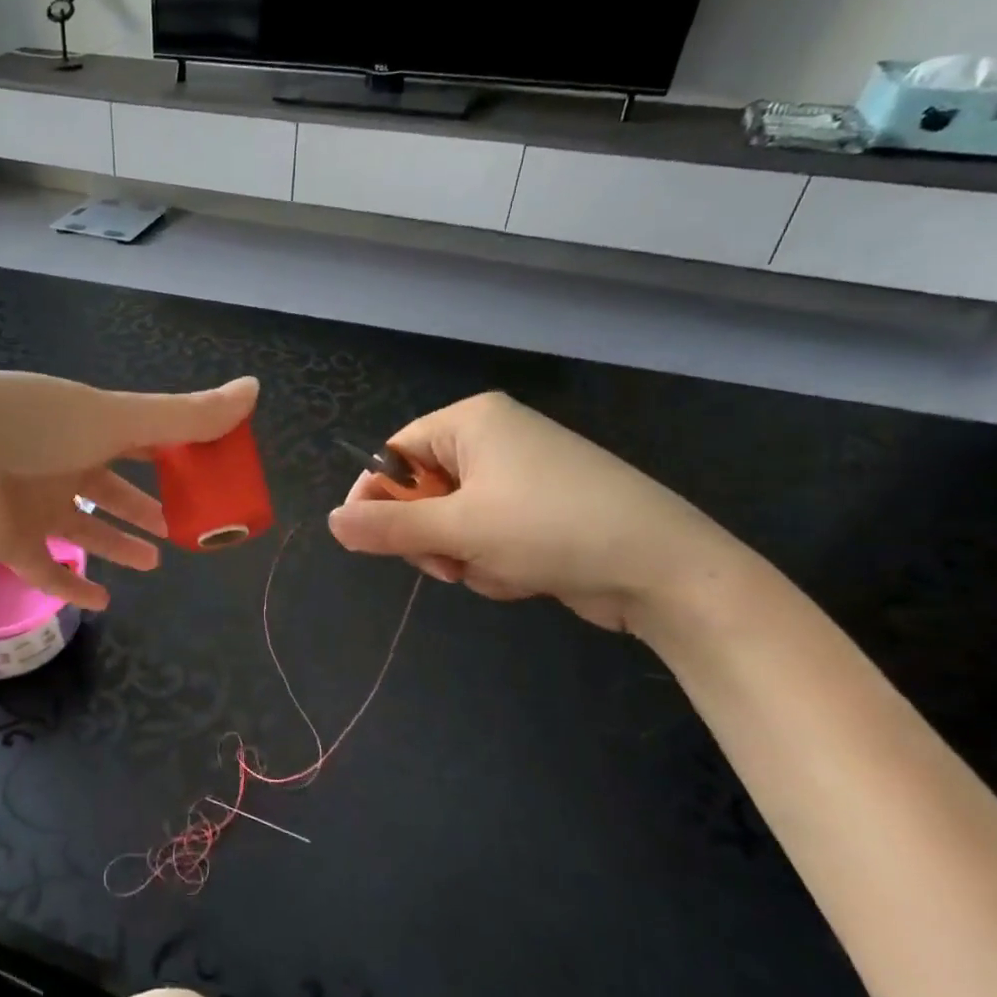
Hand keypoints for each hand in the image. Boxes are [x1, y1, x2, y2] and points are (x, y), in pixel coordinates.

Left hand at [0, 372, 258, 609]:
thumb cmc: (33, 428)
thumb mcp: (114, 417)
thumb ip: (184, 415)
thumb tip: (255, 389)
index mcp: (84, 424)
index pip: (138, 436)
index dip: (173, 452)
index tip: (208, 473)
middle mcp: (59, 461)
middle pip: (112, 485)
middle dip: (146, 503)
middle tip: (182, 523)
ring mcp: (32, 503)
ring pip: (85, 527)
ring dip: (118, 542)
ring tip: (155, 560)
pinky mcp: (9, 542)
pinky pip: (47, 568)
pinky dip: (73, 587)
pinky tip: (103, 602)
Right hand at [327, 392, 741, 634]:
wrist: (665, 570)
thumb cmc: (551, 529)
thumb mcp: (458, 529)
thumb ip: (388, 526)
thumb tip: (332, 521)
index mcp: (472, 421)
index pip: (395, 453)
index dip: (377, 497)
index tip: (370, 541)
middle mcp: (494, 439)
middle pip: (422, 491)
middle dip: (432, 535)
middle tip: (448, 563)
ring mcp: (520, 476)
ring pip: (453, 522)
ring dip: (464, 555)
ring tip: (499, 569)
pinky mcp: (540, 512)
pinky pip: (486, 536)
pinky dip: (493, 562)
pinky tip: (525, 575)